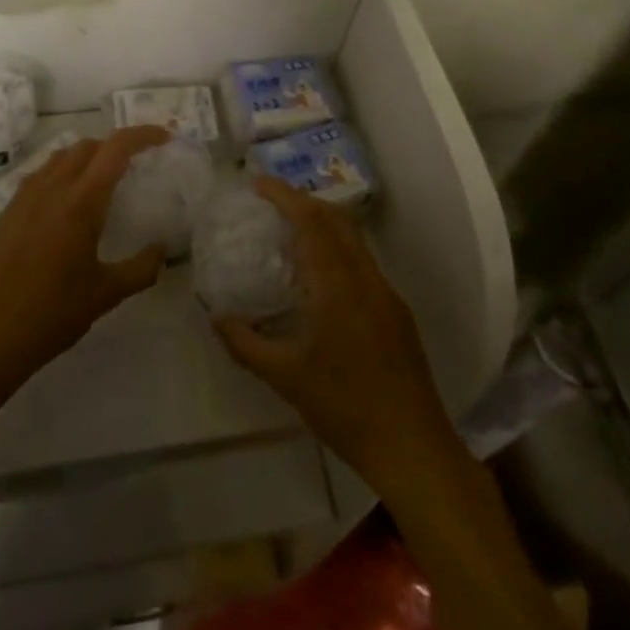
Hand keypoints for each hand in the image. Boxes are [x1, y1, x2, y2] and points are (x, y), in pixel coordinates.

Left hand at [0, 125, 170, 394]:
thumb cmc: (51, 314)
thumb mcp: (106, 294)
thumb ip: (141, 269)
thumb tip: (162, 250)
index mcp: (80, 202)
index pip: (115, 148)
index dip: (142, 135)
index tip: (164, 138)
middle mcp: (52, 188)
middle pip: (88, 146)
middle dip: (116, 146)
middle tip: (138, 165)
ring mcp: (25, 197)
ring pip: (62, 156)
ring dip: (88, 156)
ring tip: (105, 180)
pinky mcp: (8, 211)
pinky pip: (41, 174)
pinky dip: (63, 172)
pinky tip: (69, 203)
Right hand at [215, 178, 463, 496]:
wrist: (413, 447)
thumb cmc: (345, 408)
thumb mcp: (286, 378)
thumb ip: (246, 343)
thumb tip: (216, 316)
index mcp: (338, 285)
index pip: (311, 221)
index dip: (284, 195)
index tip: (257, 183)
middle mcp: (366, 278)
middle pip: (336, 219)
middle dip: (302, 201)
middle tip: (268, 202)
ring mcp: (386, 293)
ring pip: (353, 239)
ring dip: (322, 223)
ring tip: (288, 232)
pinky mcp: (396, 311)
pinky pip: (362, 262)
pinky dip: (336, 249)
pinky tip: (318, 277)